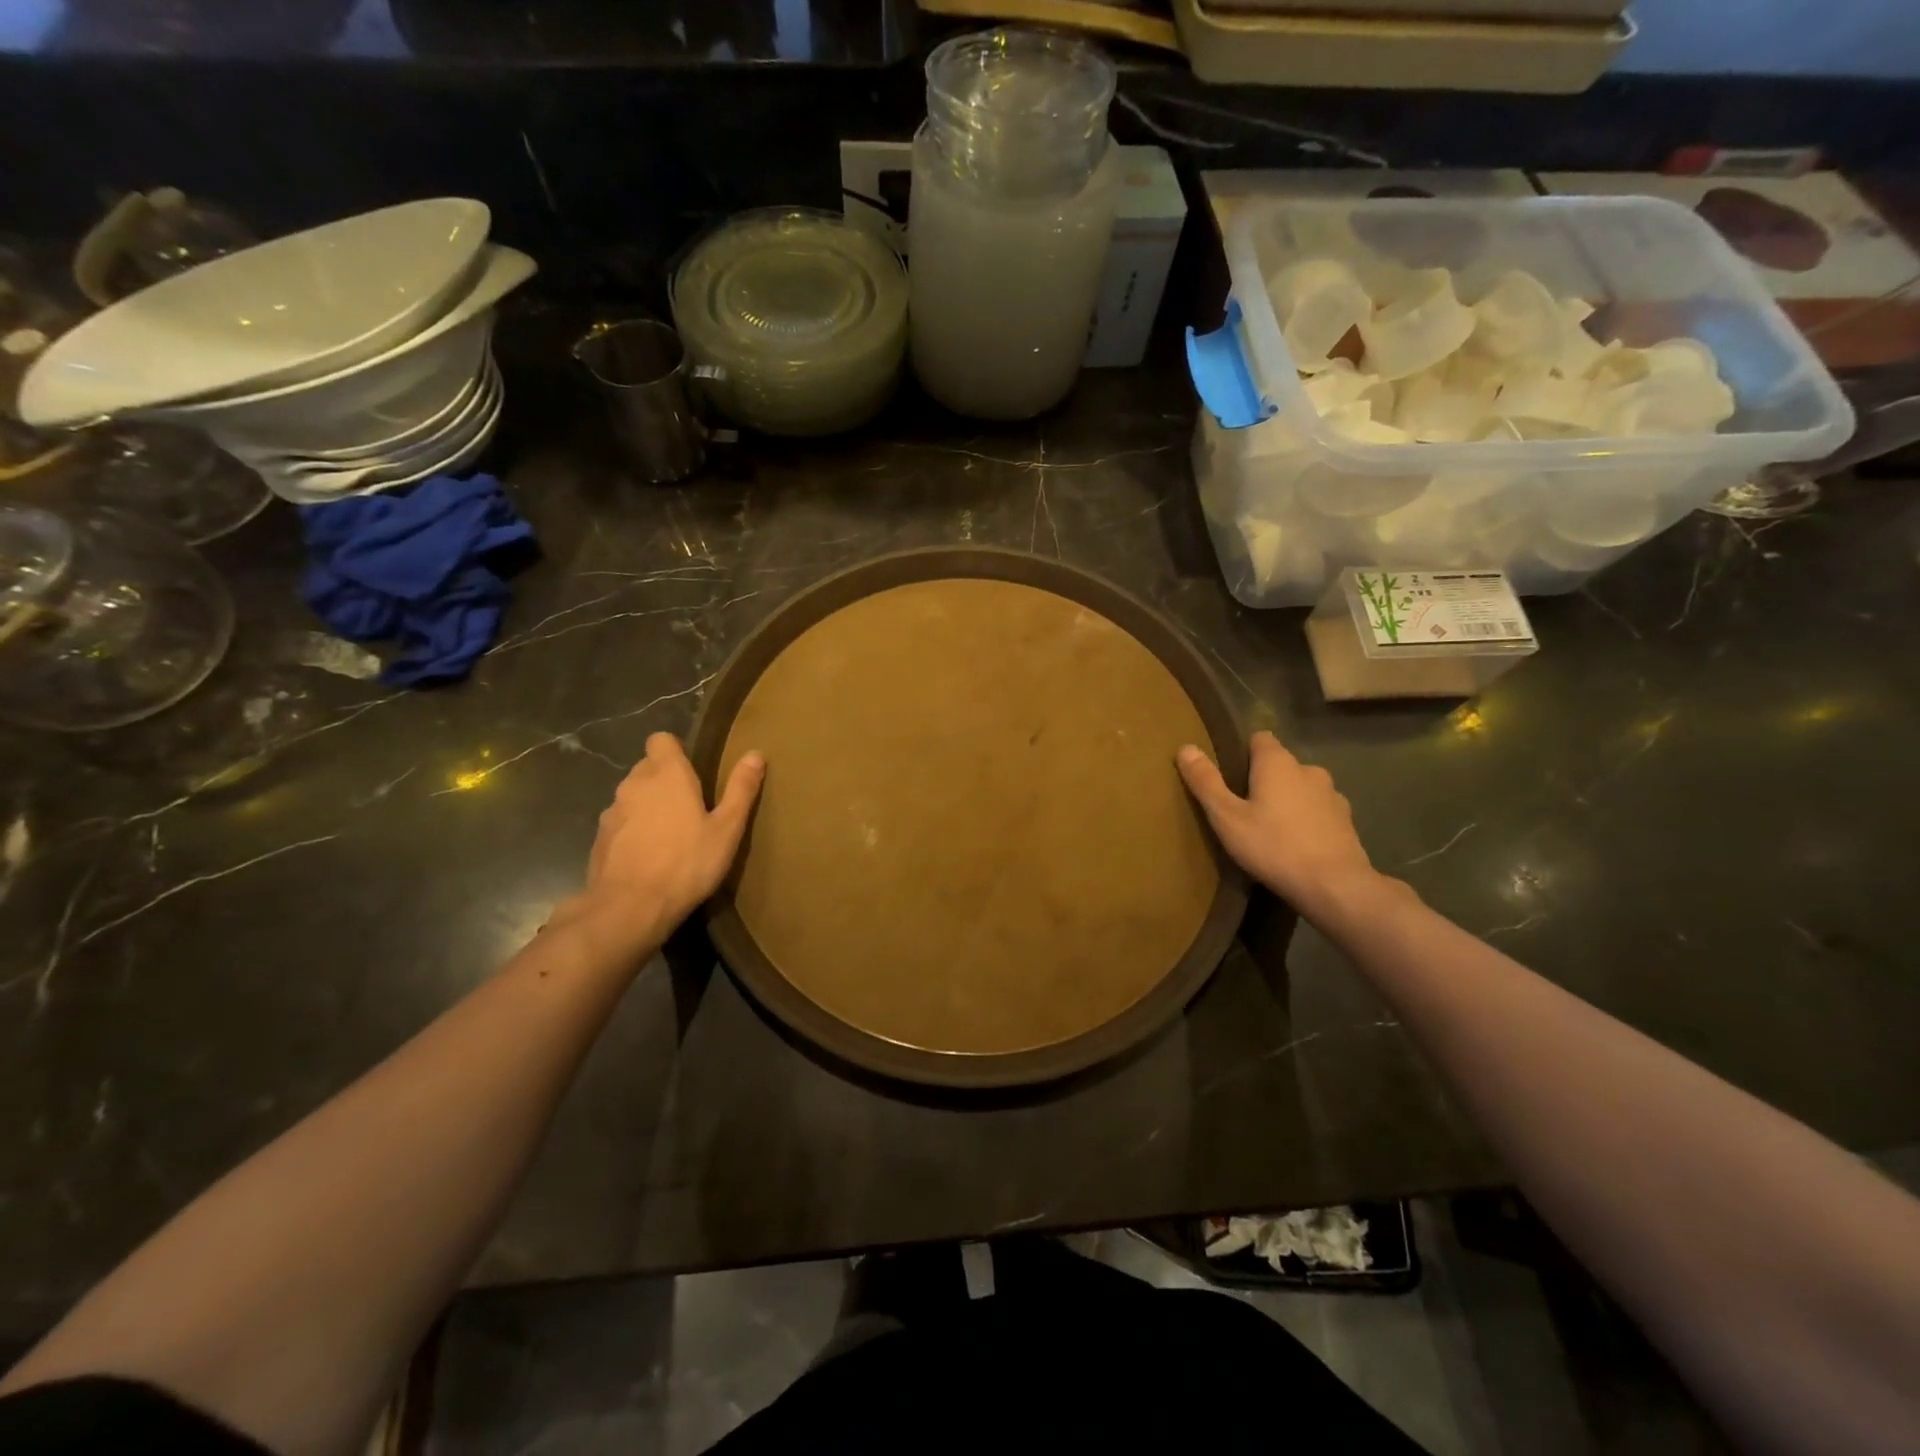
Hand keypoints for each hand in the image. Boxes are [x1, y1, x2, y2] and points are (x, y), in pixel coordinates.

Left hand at [564, 733, 764, 949]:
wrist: (630, 908)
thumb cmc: (687, 863)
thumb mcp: (727, 829)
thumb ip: (740, 789)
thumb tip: (755, 754)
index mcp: (668, 775)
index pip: (661, 740)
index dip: (676, 750)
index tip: (693, 770)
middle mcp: (635, 784)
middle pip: (648, 767)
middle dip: (665, 779)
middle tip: (691, 806)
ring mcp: (613, 811)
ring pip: (633, 795)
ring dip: (648, 805)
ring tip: (670, 833)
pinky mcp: (600, 838)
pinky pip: (621, 822)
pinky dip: (633, 830)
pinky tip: (649, 855)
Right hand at [1178, 731, 1383, 918]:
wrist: (1335, 886)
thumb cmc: (1273, 846)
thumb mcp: (1227, 817)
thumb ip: (1206, 782)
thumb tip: (1186, 748)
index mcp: (1278, 763)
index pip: (1259, 739)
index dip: (1243, 752)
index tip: (1229, 775)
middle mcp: (1308, 769)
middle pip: (1280, 764)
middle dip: (1264, 779)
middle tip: (1243, 808)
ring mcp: (1332, 795)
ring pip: (1302, 788)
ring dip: (1288, 799)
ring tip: (1271, 828)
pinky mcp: (1347, 821)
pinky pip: (1319, 810)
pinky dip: (1307, 819)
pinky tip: (1297, 844)